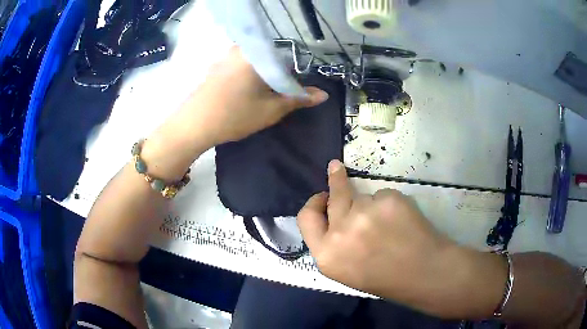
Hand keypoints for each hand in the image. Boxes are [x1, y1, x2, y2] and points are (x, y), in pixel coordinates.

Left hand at [180, 46, 328, 147]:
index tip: (293, 90)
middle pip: (271, 58)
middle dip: (278, 75)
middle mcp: (241, 48)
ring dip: (263, 77)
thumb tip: (323, 94)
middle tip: (277, 95)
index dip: (296, 74)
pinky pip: (241, 66)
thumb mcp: (271, 109)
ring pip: (256, 62)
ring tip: (260, 97)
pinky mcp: (216, 66)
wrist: (193, 125)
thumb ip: (298, 98)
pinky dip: (248, 77)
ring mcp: (226, 56)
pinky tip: (243, 94)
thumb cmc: (235, 115)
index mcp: (258, 54)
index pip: (289, 56)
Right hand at [297, 160, 471, 315]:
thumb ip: (333, 243)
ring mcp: (364, 214)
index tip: (322, 194)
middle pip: (333, 197)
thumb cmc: (384, 277)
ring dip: (372, 205)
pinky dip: (390, 205)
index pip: (306, 218)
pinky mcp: (387, 200)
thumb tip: (333, 214)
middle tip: (337, 169)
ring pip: (362, 196)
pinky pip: (383, 195)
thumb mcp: (345, 269)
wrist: (423, 273)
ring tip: (390, 223)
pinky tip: (402, 222)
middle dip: (335, 181)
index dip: (314, 204)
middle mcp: (340, 233)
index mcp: (326, 255)